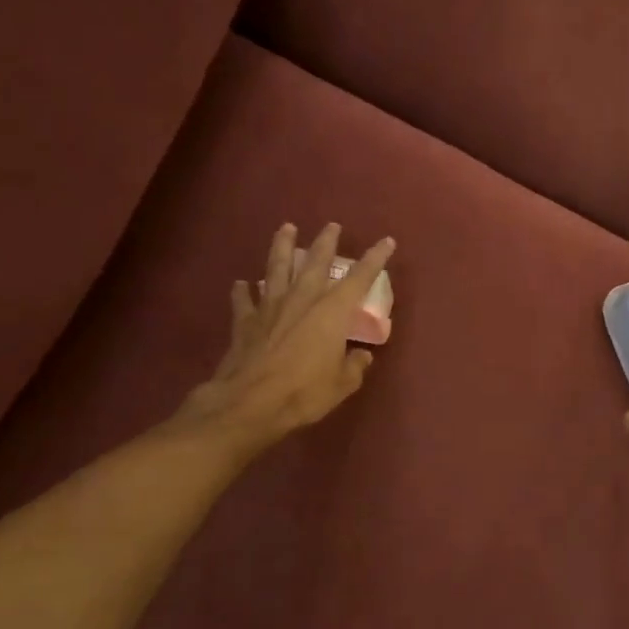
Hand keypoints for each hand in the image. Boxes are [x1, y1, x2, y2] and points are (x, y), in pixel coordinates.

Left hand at [173, 223, 395, 451]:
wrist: (249, 403)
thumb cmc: (304, 392)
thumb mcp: (343, 384)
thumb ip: (354, 365)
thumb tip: (361, 356)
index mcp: (332, 311)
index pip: (360, 278)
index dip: (375, 258)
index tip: (386, 241)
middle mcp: (302, 300)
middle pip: (315, 263)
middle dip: (326, 242)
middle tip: (331, 225)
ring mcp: (270, 308)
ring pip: (277, 268)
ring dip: (282, 247)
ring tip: (286, 228)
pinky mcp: (245, 322)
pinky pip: (244, 301)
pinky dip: (243, 291)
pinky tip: (242, 284)